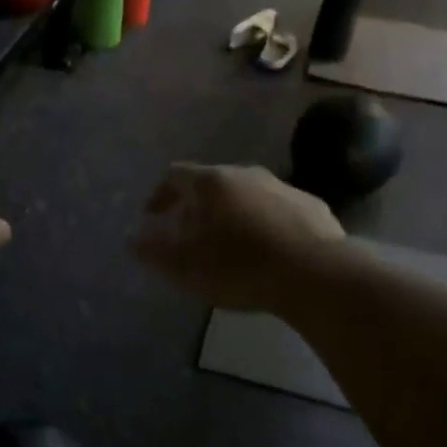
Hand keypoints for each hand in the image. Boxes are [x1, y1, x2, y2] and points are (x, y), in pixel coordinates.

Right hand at [131, 163, 344, 311]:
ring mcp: (282, 187)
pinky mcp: (311, 206)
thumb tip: (132, 238)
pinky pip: (276, 210)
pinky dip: (263, 224)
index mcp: (211, 182)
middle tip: (189, 237)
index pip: (174, 175)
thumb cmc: (238, 266)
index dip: (159, 195)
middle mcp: (246, 173)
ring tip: (229, 247)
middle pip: (212, 184)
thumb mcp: (184, 265)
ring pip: (246, 196)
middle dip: (196, 208)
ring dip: (231, 215)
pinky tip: (267, 252)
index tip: (152, 217)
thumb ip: (153, 249)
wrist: (314, 273)